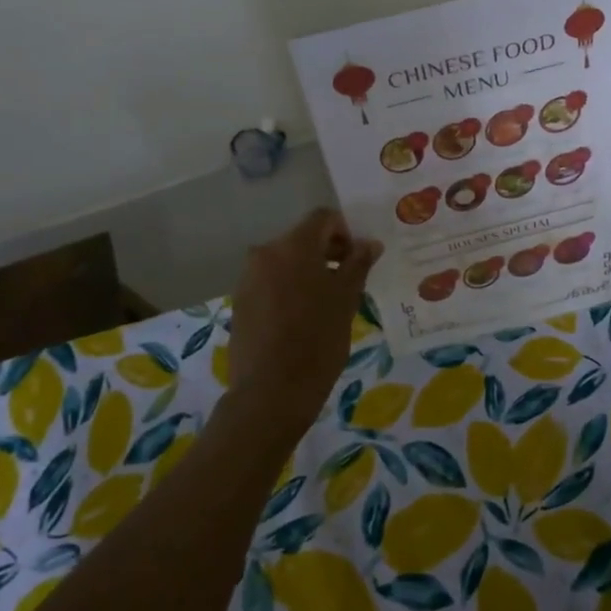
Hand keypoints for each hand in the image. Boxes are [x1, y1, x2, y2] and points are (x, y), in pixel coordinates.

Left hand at [226, 209, 380, 424]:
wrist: (271, 392)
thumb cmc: (317, 340)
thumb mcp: (346, 299)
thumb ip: (358, 264)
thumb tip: (369, 243)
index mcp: (293, 246)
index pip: (323, 218)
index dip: (346, 232)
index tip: (359, 260)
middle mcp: (265, 253)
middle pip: (302, 238)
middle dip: (328, 253)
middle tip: (349, 282)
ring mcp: (248, 278)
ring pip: (286, 262)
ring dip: (309, 272)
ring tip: (327, 304)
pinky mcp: (241, 302)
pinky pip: (271, 282)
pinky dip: (290, 289)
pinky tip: (303, 319)